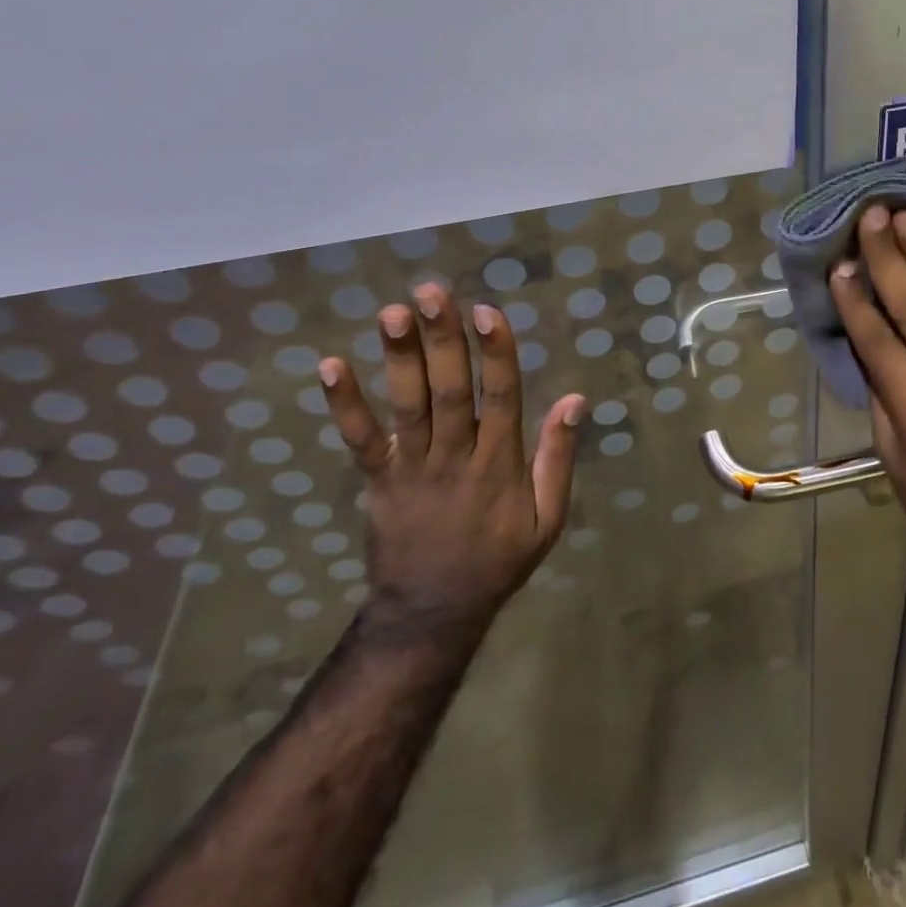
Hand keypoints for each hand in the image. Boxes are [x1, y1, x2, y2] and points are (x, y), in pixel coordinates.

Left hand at [317, 285, 584, 640]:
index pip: (501, 397)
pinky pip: (360, 440)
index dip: (496, 353)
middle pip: (449, 390)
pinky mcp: (378, 480)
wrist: (432, 613)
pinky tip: (330, 365)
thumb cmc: (499, 558)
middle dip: (442, 340)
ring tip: (392, 312)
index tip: (487, 311)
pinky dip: (344, 404)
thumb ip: (559, 457)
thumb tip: (575, 398)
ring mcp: (412, 468)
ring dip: (399, 358)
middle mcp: (455, 457)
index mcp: (500, 464)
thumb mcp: (549, 518)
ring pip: (407, 405)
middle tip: (432, 293)